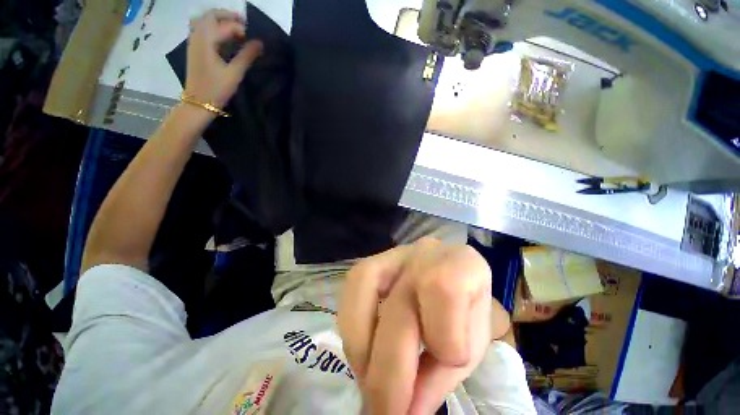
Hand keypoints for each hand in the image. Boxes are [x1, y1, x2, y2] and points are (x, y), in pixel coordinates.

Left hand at [186, 9, 262, 108]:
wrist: (198, 102)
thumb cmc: (217, 89)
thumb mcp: (234, 73)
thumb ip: (247, 56)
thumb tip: (260, 43)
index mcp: (207, 40)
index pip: (226, 25)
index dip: (241, 29)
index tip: (254, 39)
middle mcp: (197, 35)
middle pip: (211, 15)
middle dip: (229, 16)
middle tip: (245, 25)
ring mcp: (193, 41)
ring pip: (204, 20)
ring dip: (219, 20)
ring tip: (234, 29)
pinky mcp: (194, 48)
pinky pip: (201, 28)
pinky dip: (213, 27)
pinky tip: (223, 37)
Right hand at [339, 238, 507, 413]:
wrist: (455, 275)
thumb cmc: (467, 311)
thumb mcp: (469, 345)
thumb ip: (440, 375)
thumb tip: (407, 412)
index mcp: (462, 264)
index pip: (445, 291)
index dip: (441, 340)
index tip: (432, 385)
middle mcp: (425, 251)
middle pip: (400, 305)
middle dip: (388, 372)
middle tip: (383, 414)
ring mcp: (396, 252)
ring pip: (364, 281)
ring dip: (359, 340)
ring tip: (366, 377)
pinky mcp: (375, 260)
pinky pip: (353, 281)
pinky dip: (350, 321)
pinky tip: (361, 347)